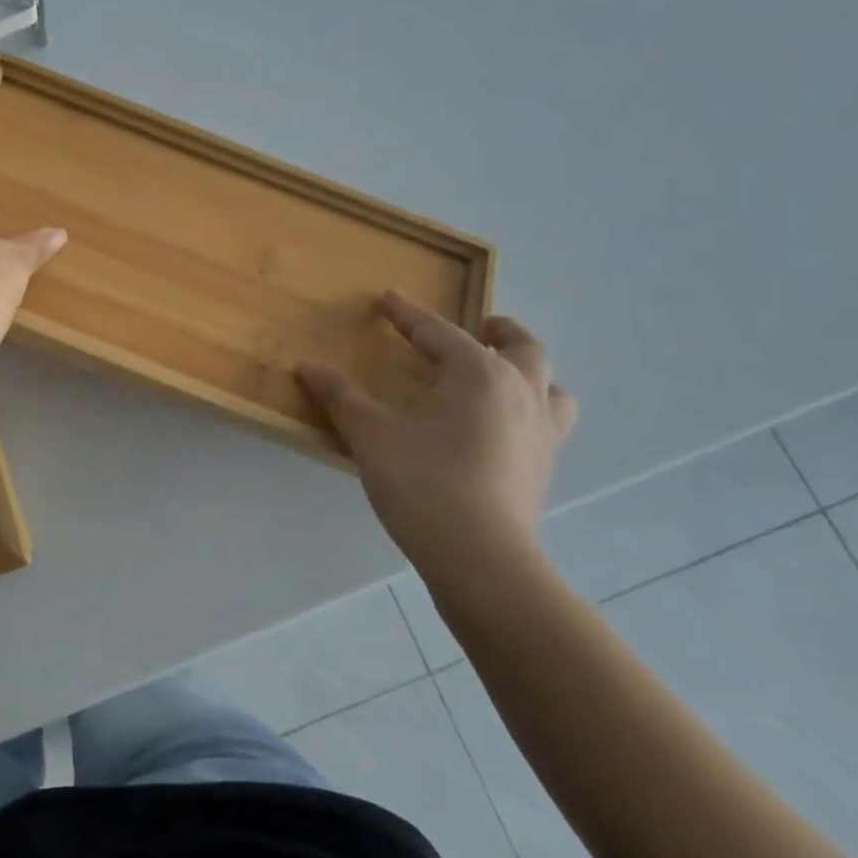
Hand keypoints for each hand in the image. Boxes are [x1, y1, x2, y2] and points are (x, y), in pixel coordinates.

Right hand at [298, 293, 577, 590]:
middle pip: (522, 346)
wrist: (481, 558)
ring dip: (527, 371)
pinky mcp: (545, 466)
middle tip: (476, 328)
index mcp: (478, 373)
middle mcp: (521, 391)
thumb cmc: (423, 483)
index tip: (388, 299)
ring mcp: (541, 431)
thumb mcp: (371, 434)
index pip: (439, 332)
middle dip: (497, 330)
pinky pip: (548, 421)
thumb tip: (308, 366)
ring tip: (501, 376)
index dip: (408, 315)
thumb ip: (341, 396)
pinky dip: (531, 409)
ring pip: (549, 385)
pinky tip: (502, 428)